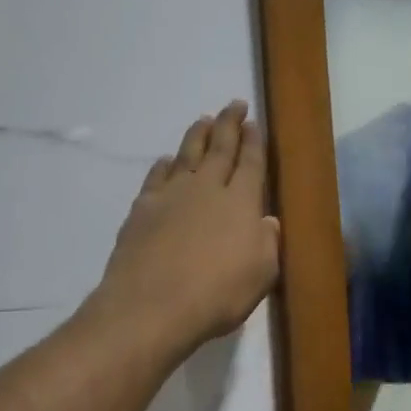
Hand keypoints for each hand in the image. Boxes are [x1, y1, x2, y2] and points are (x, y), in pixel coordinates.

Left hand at [95, 100, 280, 357]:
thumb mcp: (261, 274)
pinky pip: (156, 177)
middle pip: (220, 148)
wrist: (152, 306)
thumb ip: (268, 243)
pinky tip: (166, 160)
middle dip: (228, 124)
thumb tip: (267, 220)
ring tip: (203, 120)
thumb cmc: (217, 294)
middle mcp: (207, 189)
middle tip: (234, 104)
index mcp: (241, 202)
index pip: (251, 164)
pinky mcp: (143, 209)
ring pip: (187, 155)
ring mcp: (172, 196)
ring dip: (197, 136)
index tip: (253, 122)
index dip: (254, 142)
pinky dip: (163, 165)